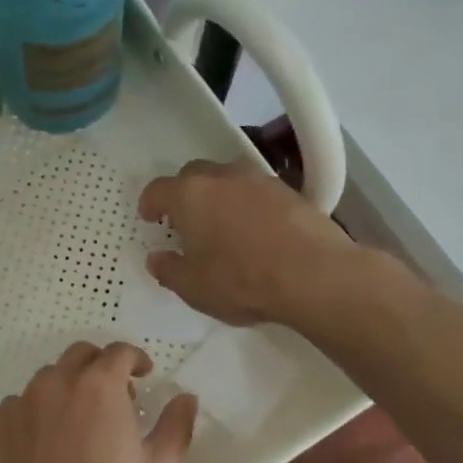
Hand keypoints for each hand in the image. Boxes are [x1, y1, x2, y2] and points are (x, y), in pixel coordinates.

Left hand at [0, 341, 197, 462]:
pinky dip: (36, 412)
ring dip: (67, 387)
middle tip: (112, 395)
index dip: (135, 359)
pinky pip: (20, 405)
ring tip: (77, 420)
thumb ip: (176, 425)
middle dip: (99, 366)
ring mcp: (23, 402)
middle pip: (80, 355)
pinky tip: (44, 442)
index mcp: (99, 384)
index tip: (143, 374)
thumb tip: (185, 397)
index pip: (119, 352)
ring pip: (48, 378)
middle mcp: (57, 381)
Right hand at [138, 159, 356, 326]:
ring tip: (222, 224)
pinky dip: (248, 204)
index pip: (158, 189)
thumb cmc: (241, 280)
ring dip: (219, 196)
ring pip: (227, 179)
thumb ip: (168, 270)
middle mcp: (221, 177)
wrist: (314, 275)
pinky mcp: (289, 190)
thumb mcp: (193, 287)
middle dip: (184, 193)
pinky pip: (256, 191)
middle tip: (185, 221)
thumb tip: (156, 259)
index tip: (149, 217)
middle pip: (193, 175)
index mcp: (189, 195)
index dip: (149, 203)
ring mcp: (258, 180)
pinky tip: (255, 229)